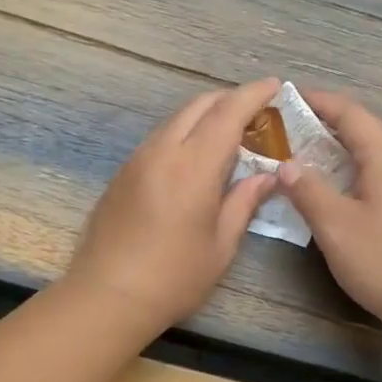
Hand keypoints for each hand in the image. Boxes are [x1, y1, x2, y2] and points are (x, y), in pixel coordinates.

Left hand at [66, 78, 282, 332]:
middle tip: (256, 110)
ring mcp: (137, 160)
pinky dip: (183, 134)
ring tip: (229, 132)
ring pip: (175, 120)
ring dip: (204, 116)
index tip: (274, 85)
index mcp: (193, 166)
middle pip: (198, 106)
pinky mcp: (122, 174)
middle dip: (229, 99)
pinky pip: (159, 139)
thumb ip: (243, 202)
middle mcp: (162, 151)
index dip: (253, 94)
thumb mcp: (221, 245)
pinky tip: (194, 157)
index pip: (228, 113)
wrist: (107, 296)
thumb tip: (266, 176)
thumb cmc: (173, 277)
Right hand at [279, 91, 381, 337]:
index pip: (350, 113)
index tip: (289, 97)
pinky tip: (352, 198)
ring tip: (315, 169)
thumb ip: (307, 190)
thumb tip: (286, 165)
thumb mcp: (336, 227)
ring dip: (348, 158)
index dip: (318, 102)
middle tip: (292, 139)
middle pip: (368, 133)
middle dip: (329, 132)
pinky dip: (367, 177)